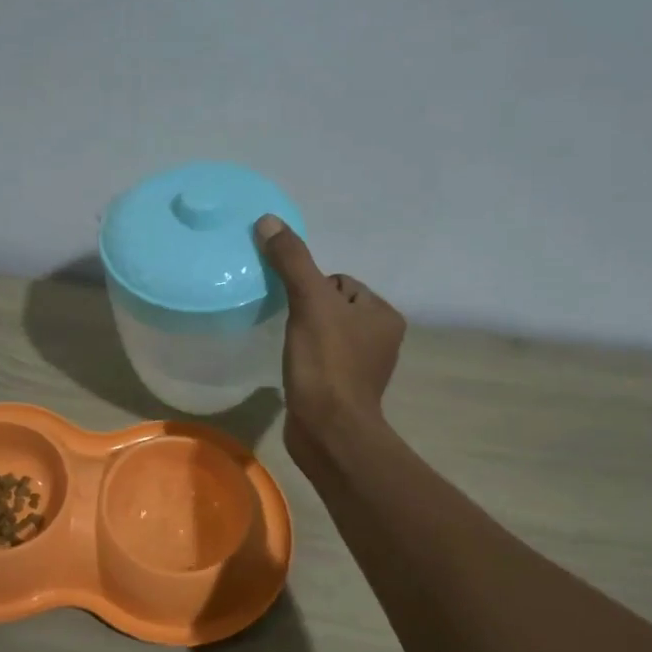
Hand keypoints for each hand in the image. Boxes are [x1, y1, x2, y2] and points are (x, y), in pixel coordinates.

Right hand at [256, 215, 405, 467]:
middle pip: (330, 306)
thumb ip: (292, 261)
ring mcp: (363, 367)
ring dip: (304, 336)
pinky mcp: (344, 389)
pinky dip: (306, 360)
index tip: (298, 311)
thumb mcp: (309, 303)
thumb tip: (269, 220)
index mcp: (382, 314)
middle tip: (290, 329)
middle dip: (307, 313)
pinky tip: (295, 370)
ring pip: (324, 333)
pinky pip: (321, 359)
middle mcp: (381, 338)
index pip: (339, 282)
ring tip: (291, 349)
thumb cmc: (327, 364)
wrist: (328, 431)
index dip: (311, 290)